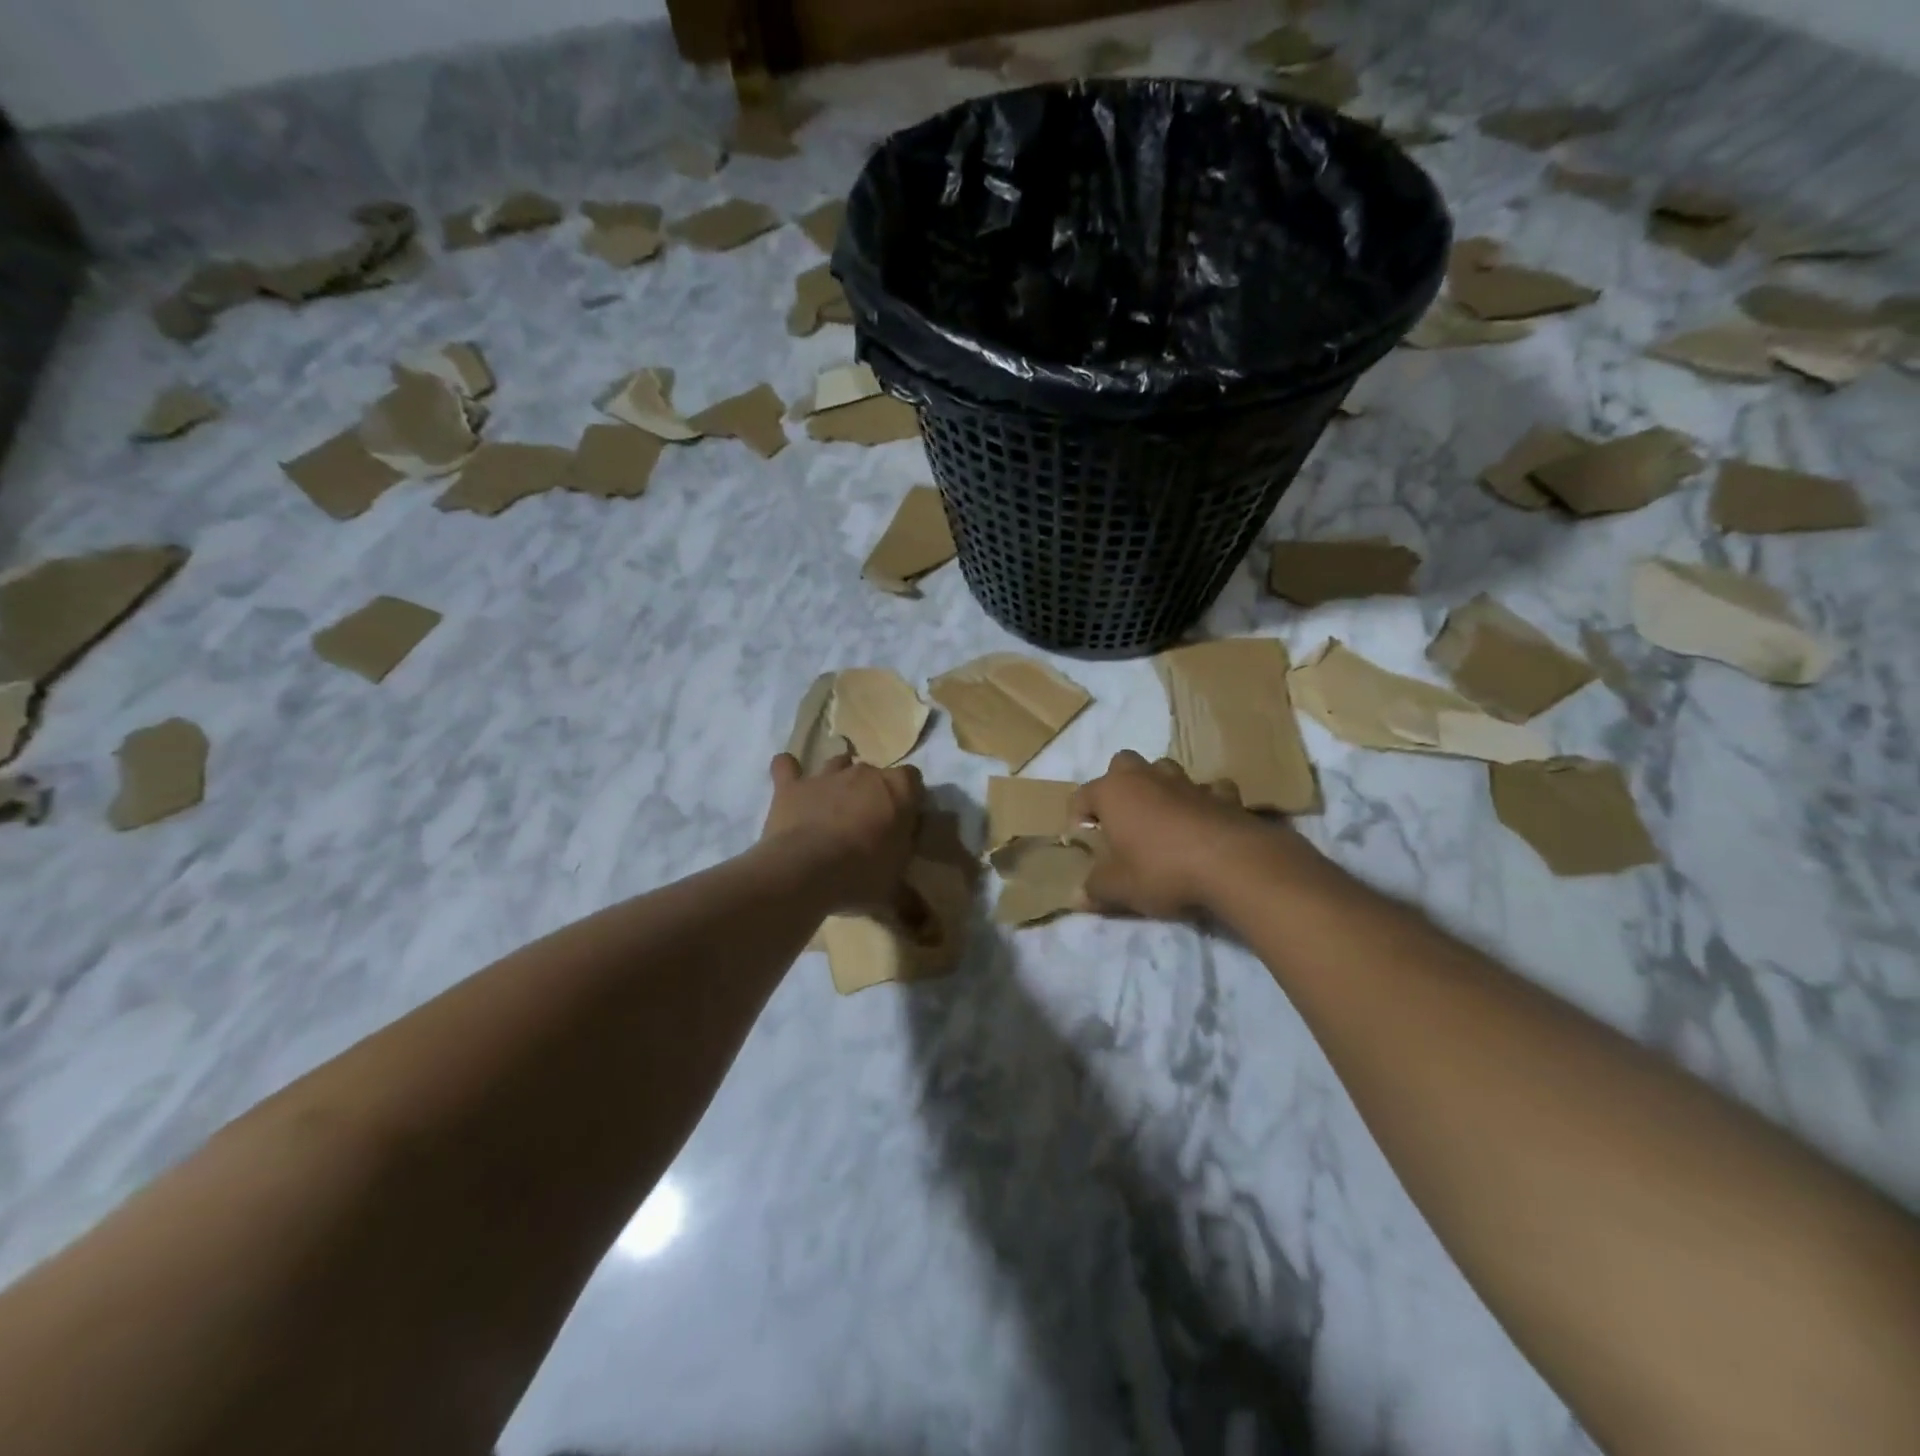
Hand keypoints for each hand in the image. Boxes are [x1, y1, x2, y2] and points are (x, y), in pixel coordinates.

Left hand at [761, 751, 923, 912]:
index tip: (904, 822)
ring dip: (837, 777)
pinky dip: (787, 771)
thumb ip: (913, 905)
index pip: (913, 780)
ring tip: (834, 802)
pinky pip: (786, 767)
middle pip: (874, 772)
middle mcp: (864, 774)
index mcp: (898, 792)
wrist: (806, 871)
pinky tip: (787, 776)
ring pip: (837, 763)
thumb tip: (931, 932)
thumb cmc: (861, 876)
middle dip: (873, 792)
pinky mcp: (792, 787)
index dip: (909, 799)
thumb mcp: (893, 894)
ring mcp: (825, 777)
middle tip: (869, 823)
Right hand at [1071, 751, 1298, 918]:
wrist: (1232, 865)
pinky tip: (1206, 822)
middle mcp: (1147, 777)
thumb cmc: (1161, 870)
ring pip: (1165, 770)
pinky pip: (1209, 790)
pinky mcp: (1223, 795)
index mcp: (1114, 792)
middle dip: (1119, 785)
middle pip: (1122, 764)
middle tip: (1122, 819)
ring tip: (1162, 819)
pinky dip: (1204, 802)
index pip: (1081, 796)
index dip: (1077, 819)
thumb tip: (1077, 897)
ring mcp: (1187, 782)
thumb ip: (1095, 889)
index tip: (1085, 843)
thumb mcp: (1119, 888)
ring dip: (1160, 788)